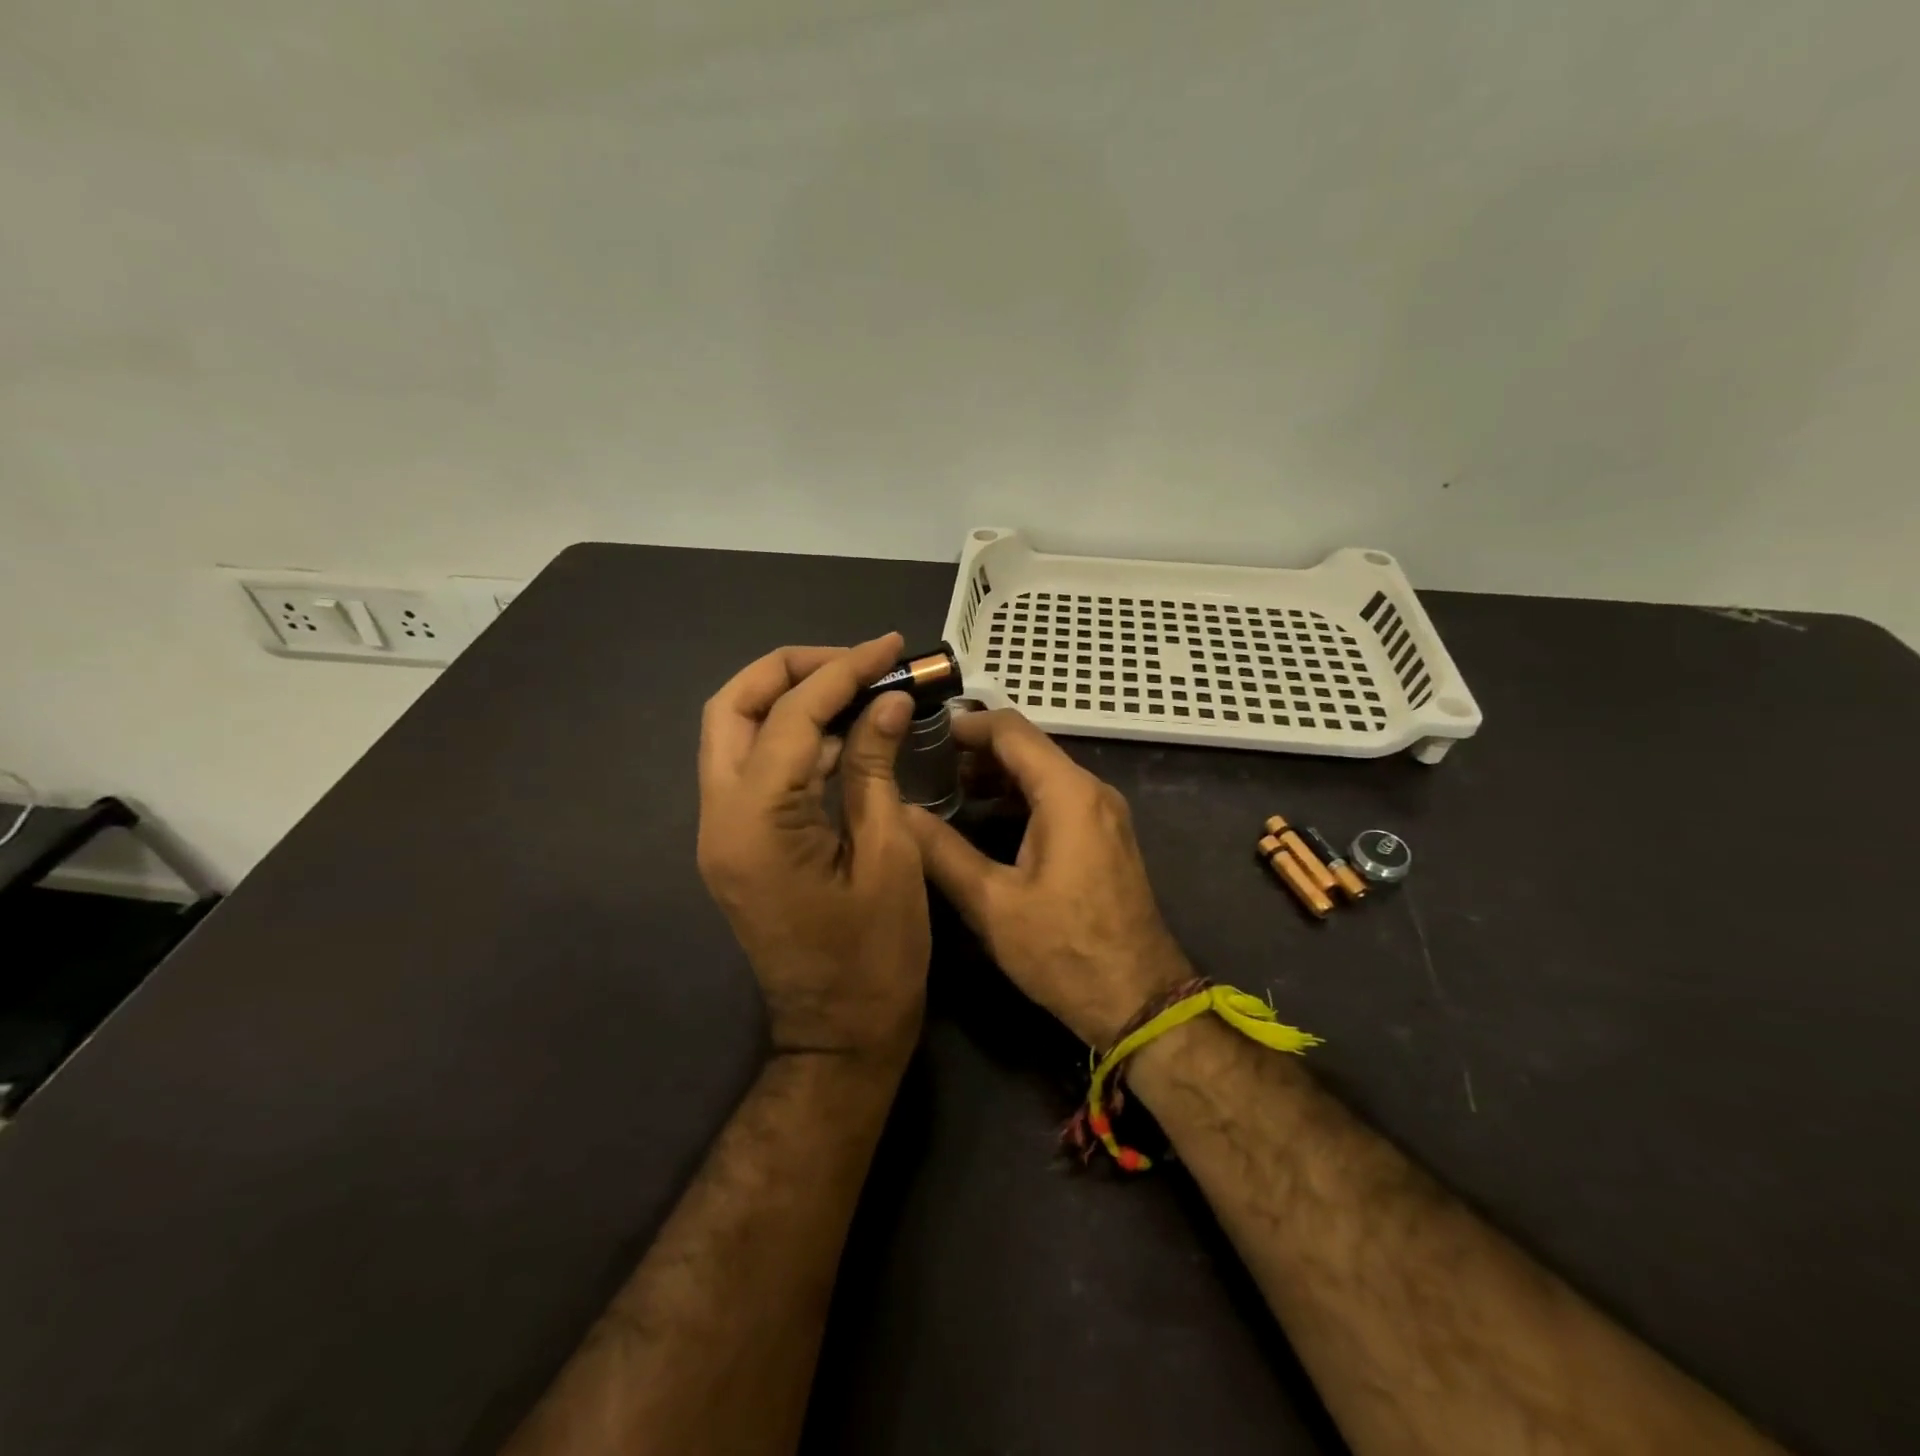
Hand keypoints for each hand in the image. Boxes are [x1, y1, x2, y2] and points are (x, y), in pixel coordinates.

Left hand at [697, 634, 929, 1065]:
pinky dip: (794, 739)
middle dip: (794, 669)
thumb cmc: (876, 957)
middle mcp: (720, 817)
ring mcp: (721, 831)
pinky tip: (844, 736)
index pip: (792, 714)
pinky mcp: (736, 844)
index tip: (890, 648)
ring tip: (859, 690)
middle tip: (858, 662)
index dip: (845, 671)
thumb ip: (874, 768)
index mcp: (757, 822)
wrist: (838, 1036)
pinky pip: (754, 769)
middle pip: (734, 706)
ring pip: (736, 733)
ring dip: (792, 700)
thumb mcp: (889, 855)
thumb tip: (884, 702)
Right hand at [907, 709, 1191, 1047]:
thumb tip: (899, 811)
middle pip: (1029, 747)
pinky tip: (988, 816)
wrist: (1138, 1000)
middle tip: (927, 765)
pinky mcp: (1106, 836)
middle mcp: (1092, 790)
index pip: (1011, 729)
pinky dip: (1022, 795)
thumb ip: (942, 851)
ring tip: (948, 790)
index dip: (965, 725)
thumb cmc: (1063, 950)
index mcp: (1067, 793)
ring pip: (1044, 772)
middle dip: (977, 750)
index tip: (924, 734)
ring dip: (999, 774)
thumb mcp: (992, 903)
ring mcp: (1105, 813)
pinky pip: (1059, 797)